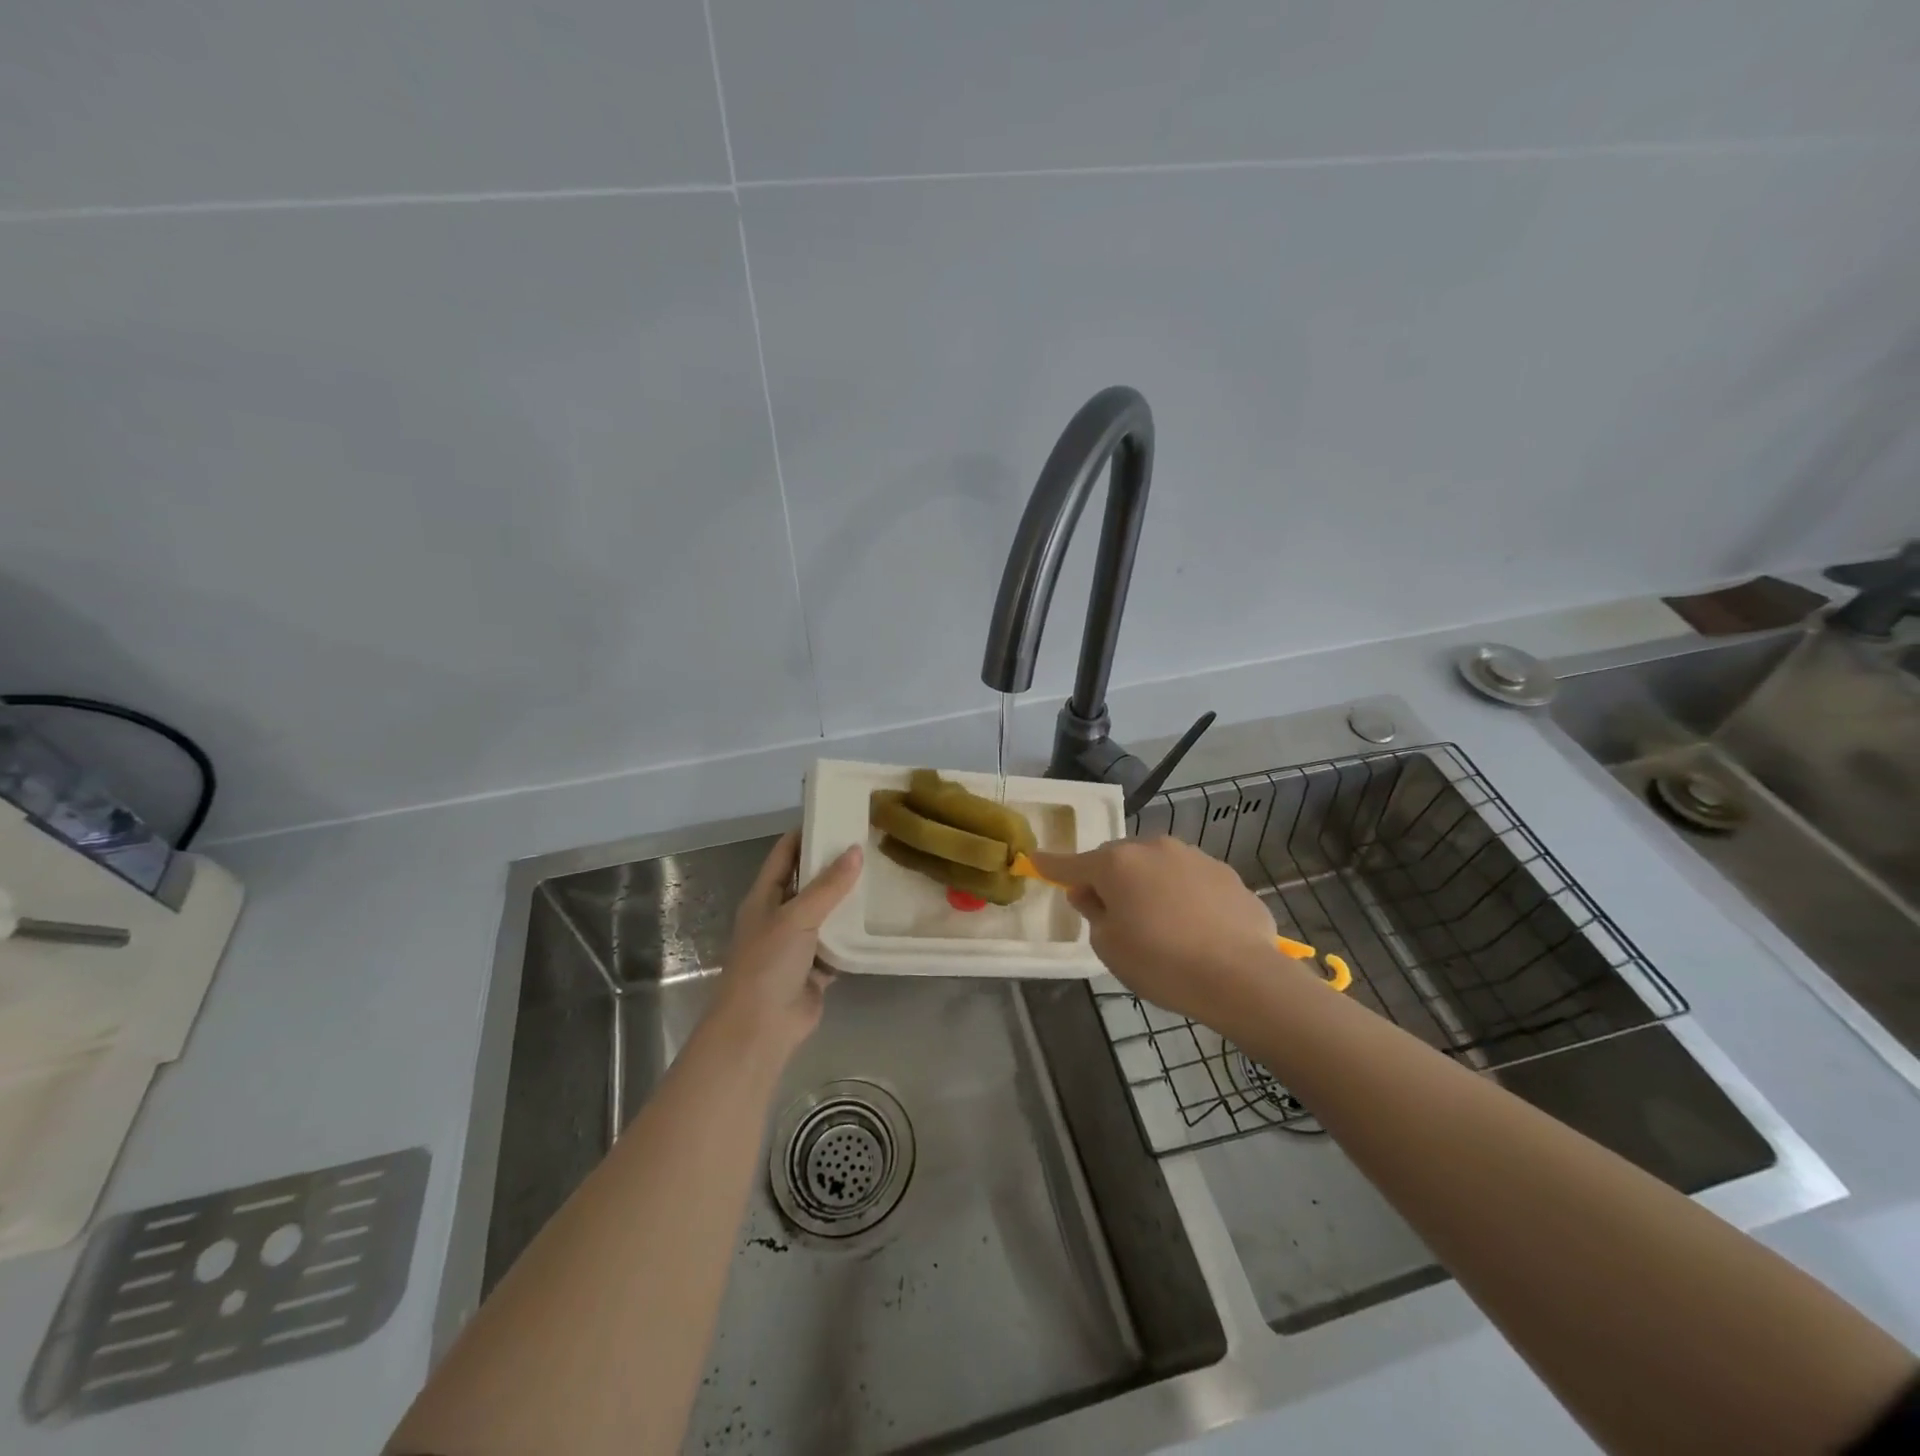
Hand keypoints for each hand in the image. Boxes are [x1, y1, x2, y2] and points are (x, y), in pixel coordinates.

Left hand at [710, 831, 861, 1058]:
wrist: (760, 1028)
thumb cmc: (768, 963)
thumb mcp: (797, 916)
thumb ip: (828, 886)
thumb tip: (855, 850)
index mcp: (765, 897)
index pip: (785, 854)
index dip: (806, 833)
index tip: (836, 813)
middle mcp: (780, 916)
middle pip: (809, 882)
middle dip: (834, 865)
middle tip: (870, 842)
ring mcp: (798, 944)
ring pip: (826, 913)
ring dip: (847, 900)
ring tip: (881, 874)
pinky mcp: (816, 969)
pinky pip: (839, 944)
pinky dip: (855, 935)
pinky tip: (879, 918)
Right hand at [1031, 836, 1304, 1025]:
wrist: (1244, 977)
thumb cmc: (1163, 964)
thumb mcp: (1110, 948)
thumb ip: (1094, 913)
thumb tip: (1090, 893)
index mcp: (1116, 864)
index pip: (1071, 863)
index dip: (1051, 865)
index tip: (1035, 859)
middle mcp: (1152, 848)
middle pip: (1117, 859)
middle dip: (1109, 879)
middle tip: (1112, 914)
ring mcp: (1193, 856)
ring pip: (1156, 865)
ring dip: (1148, 884)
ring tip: (1160, 924)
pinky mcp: (1225, 872)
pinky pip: (1189, 879)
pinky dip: (1182, 894)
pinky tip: (1194, 927)